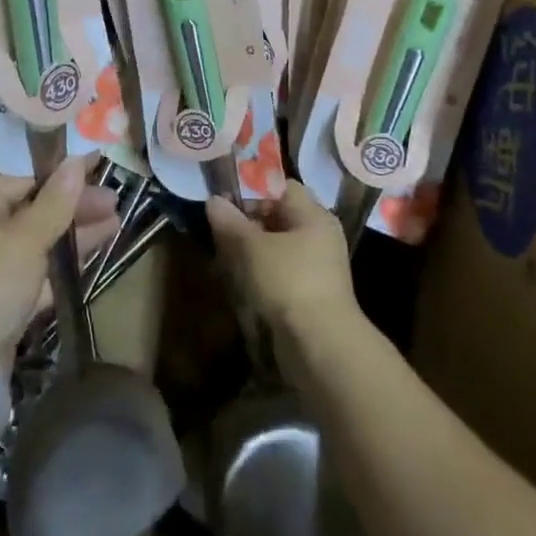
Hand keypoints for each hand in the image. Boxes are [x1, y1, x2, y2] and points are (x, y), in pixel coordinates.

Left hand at [0, 156, 118, 364]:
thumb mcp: (24, 239)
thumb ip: (54, 203)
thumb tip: (74, 163)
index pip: (21, 178)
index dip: (58, 171)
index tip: (95, 165)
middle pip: (33, 209)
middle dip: (73, 204)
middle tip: (113, 199)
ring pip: (40, 242)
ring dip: (75, 232)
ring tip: (116, 221)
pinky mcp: (5, 306)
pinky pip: (40, 274)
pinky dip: (65, 264)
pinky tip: (94, 255)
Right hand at [205, 181, 356, 336]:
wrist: (322, 348)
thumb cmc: (289, 282)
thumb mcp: (251, 248)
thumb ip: (230, 222)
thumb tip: (213, 201)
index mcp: (314, 215)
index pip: (281, 188)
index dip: (252, 191)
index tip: (226, 203)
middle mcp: (320, 236)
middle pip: (279, 217)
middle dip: (247, 223)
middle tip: (219, 232)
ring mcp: (319, 267)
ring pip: (278, 247)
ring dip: (251, 251)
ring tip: (223, 259)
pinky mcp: (312, 295)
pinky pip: (282, 272)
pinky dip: (262, 273)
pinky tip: (240, 283)